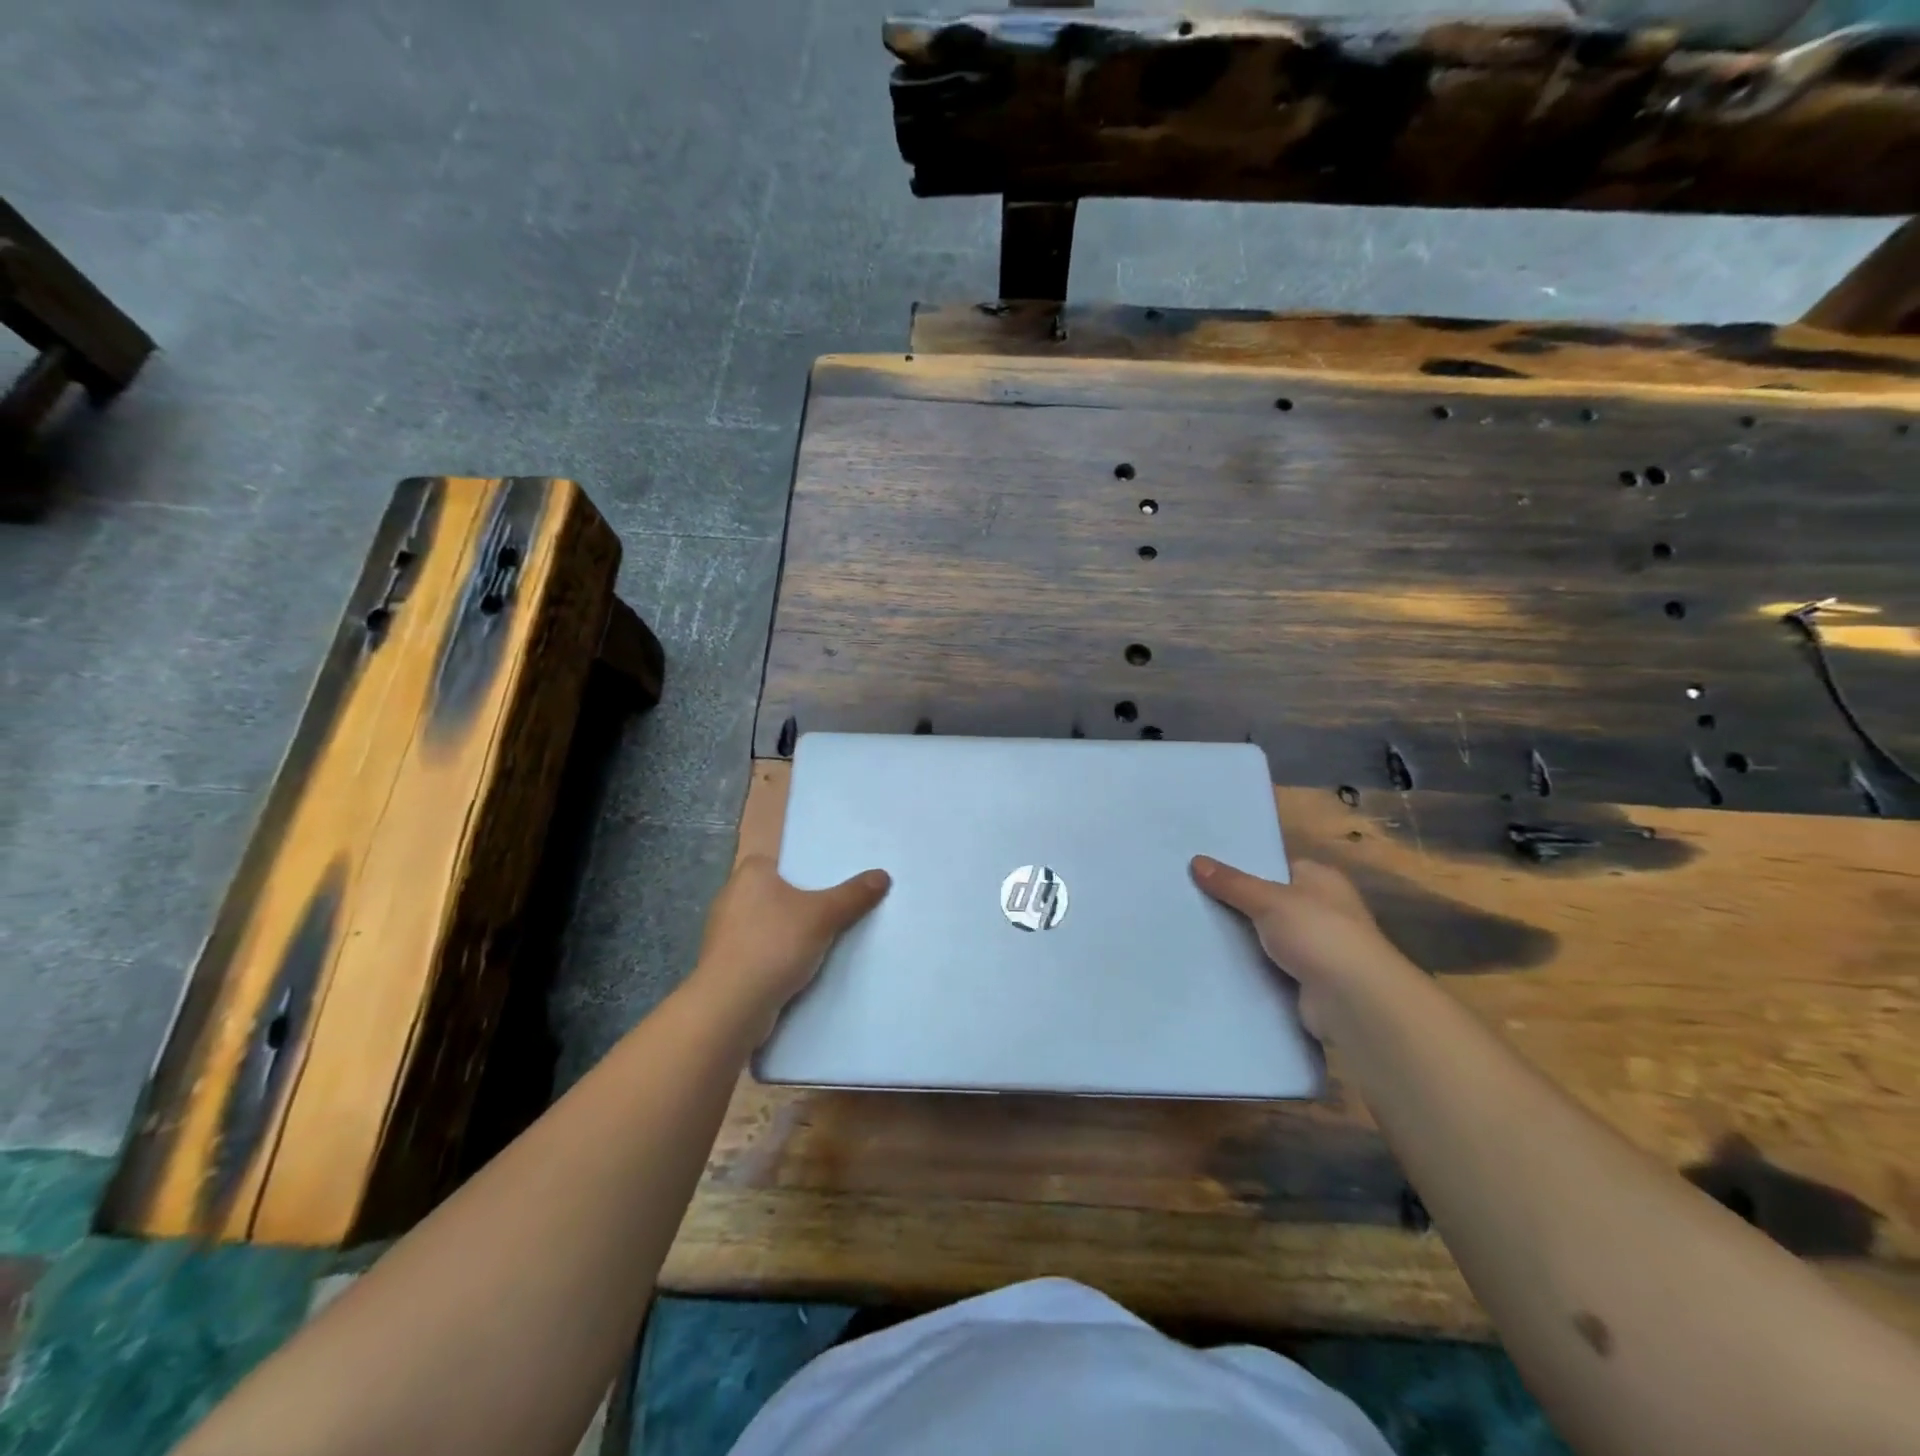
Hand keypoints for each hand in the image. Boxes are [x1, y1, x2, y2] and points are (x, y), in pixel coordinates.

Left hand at [690, 855, 889, 1035]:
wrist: (731, 1006)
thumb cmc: (774, 945)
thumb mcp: (823, 916)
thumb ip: (853, 895)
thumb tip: (883, 875)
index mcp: (750, 873)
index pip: (783, 862)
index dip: (808, 872)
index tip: (833, 885)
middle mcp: (731, 896)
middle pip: (779, 893)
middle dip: (803, 904)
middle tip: (837, 911)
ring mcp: (724, 932)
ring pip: (769, 924)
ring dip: (790, 934)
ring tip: (825, 942)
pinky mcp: (725, 963)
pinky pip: (760, 951)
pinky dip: (778, 957)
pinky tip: (800, 969)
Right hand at [1191, 856, 1403, 1036]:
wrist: (1354, 1001)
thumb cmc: (1318, 934)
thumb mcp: (1269, 900)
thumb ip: (1232, 883)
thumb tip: (1195, 861)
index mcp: (1321, 880)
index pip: (1278, 866)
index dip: (1245, 867)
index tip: (1207, 870)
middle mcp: (1323, 910)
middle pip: (1269, 902)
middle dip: (1237, 904)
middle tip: (1191, 898)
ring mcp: (1316, 948)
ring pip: (1266, 936)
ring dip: (1241, 938)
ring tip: (1193, 928)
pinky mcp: (1307, 981)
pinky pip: (1269, 966)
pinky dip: (1249, 966)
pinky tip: (1215, 962)